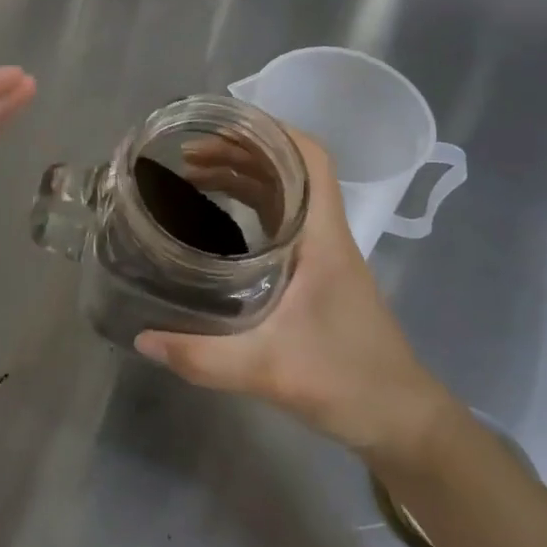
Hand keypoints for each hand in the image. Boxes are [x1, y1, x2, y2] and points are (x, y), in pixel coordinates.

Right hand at [135, 127, 453, 475]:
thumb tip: (144, 338)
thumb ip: (204, 357)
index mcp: (322, 237)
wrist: (402, 421)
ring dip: (243, 177)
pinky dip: (250, 206)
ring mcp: (324, 253)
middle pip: (288, 169)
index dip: (272, 131)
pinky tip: (219, 219)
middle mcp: (325, 234)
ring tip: (194, 176)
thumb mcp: (270, 370)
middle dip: (240, 152)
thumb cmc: (348, 381)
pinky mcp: (318, 273)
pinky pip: (282, 221)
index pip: (311, 158)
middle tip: (188, 155)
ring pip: (284, 193)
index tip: (223, 125)